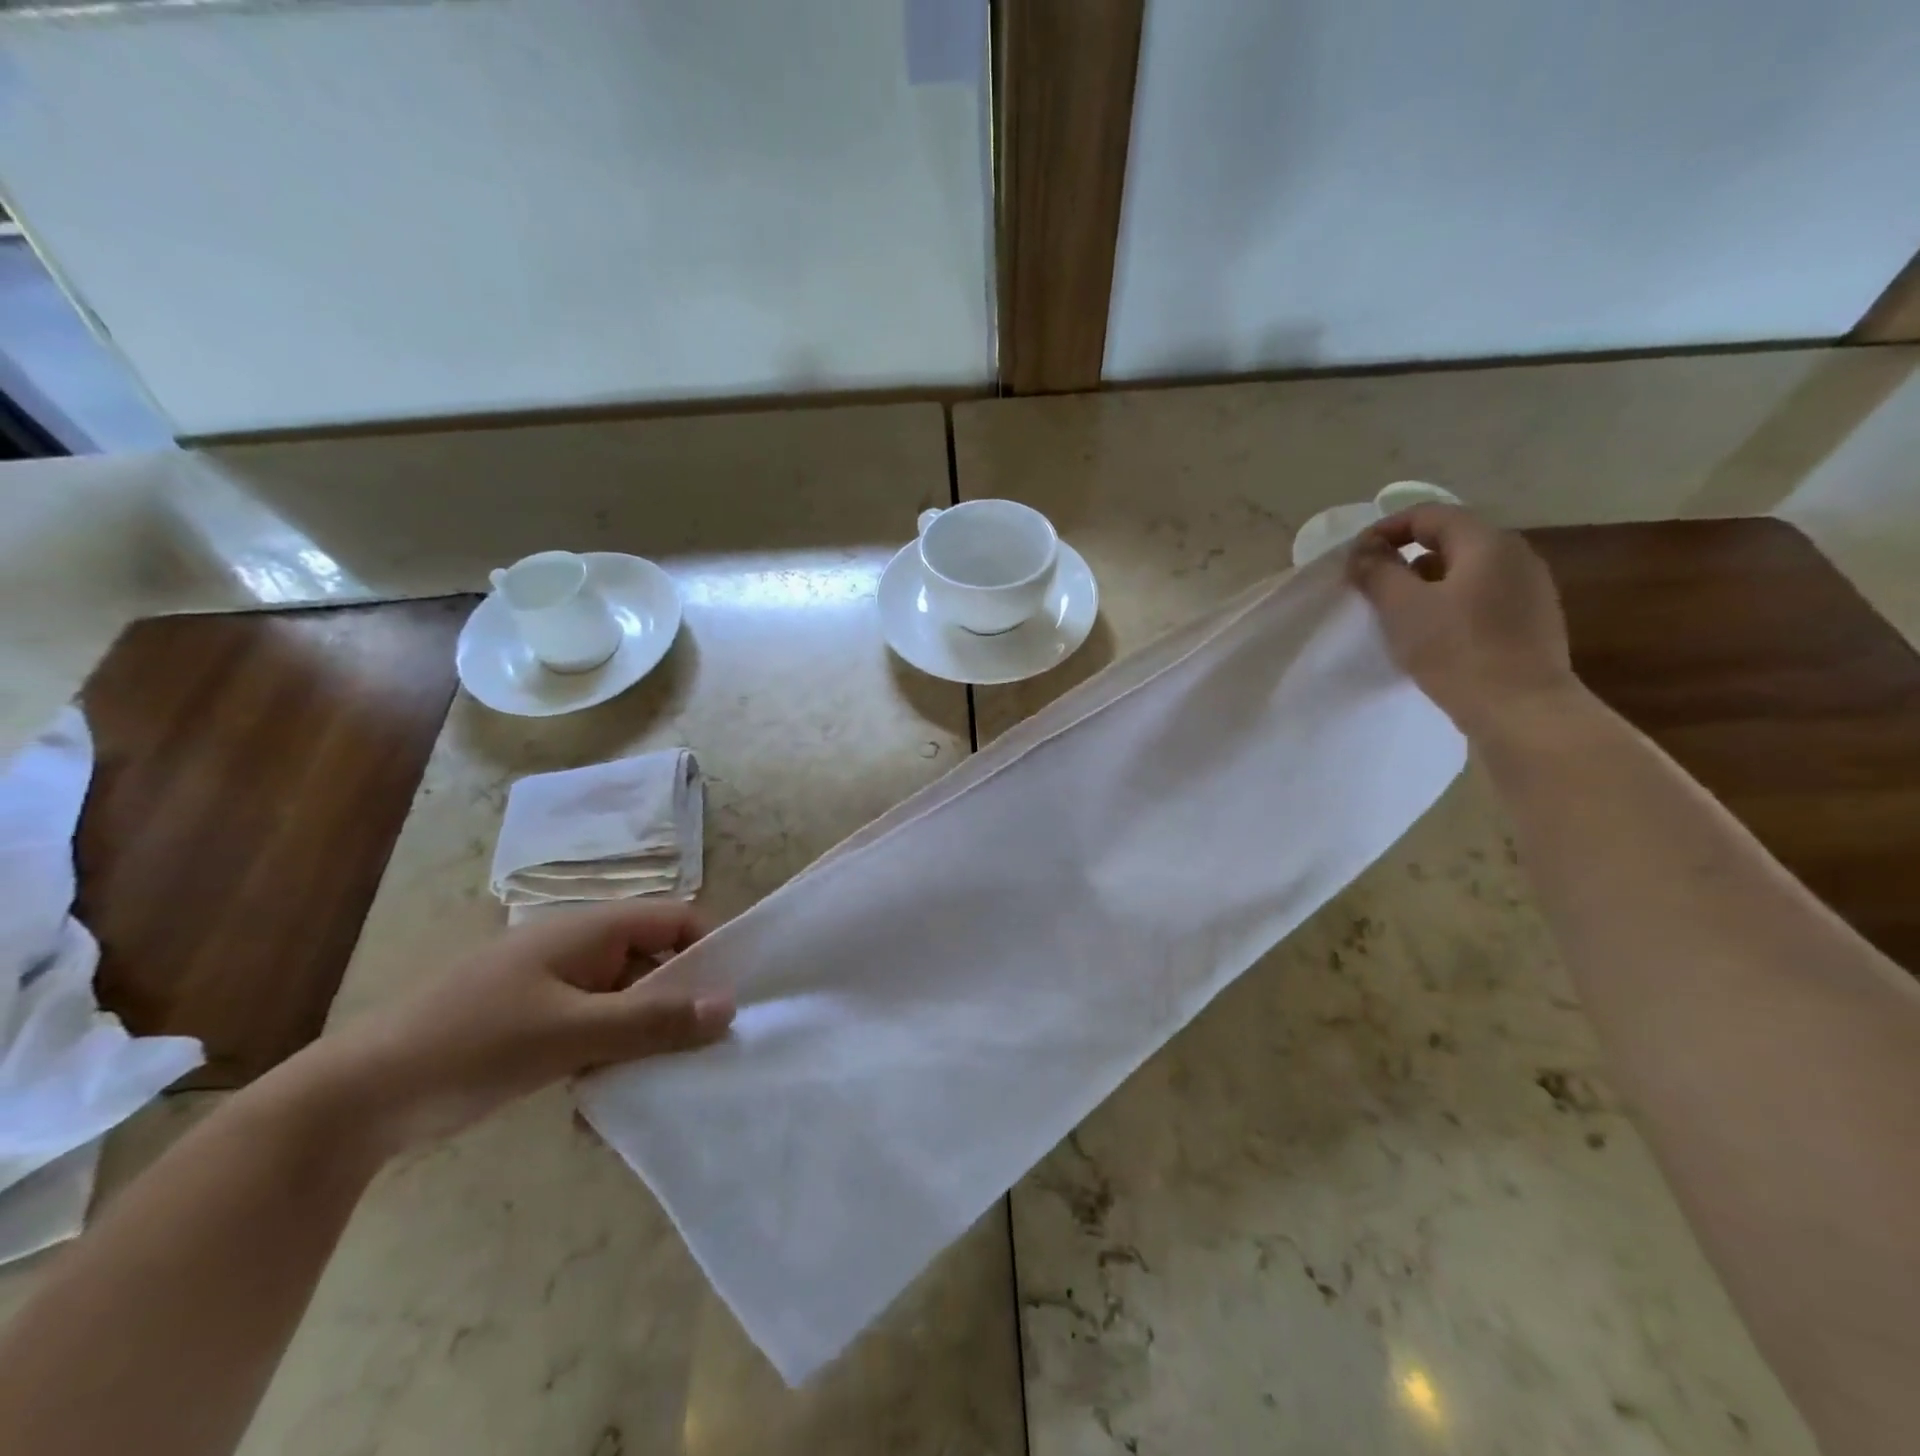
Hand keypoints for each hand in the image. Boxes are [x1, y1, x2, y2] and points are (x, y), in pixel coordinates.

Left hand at [330, 902, 733, 1148]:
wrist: (355, 1100)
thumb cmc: (472, 1044)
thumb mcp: (571, 1032)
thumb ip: (653, 1019)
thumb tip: (730, 1006)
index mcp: (589, 930)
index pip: (675, 918)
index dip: (709, 947)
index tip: (734, 997)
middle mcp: (578, 950)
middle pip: (654, 963)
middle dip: (678, 1005)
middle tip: (703, 1052)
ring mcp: (554, 988)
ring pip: (625, 1004)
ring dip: (640, 1041)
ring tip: (653, 1086)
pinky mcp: (535, 1025)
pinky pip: (593, 1032)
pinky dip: (604, 1060)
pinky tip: (597, 1107)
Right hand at [1347, 505, 1580, 739]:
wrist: (1521, 709)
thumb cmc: (1456, 651)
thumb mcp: (1402, 607)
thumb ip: (1378, 571)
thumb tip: (1363, 551)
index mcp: (1487, 542)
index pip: (1429, 515)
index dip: (1386, 529)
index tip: (1356, 558)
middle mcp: (1516, 555)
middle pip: (1451, 539)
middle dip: (1406, 556)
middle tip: (1372, 585)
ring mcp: (1530, 588)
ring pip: (1466, 570)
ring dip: (1427, 582)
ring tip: (1398, 612)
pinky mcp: (1532, 620)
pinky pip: (1482, 596)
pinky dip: (1450, 603)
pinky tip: (1433, 633)